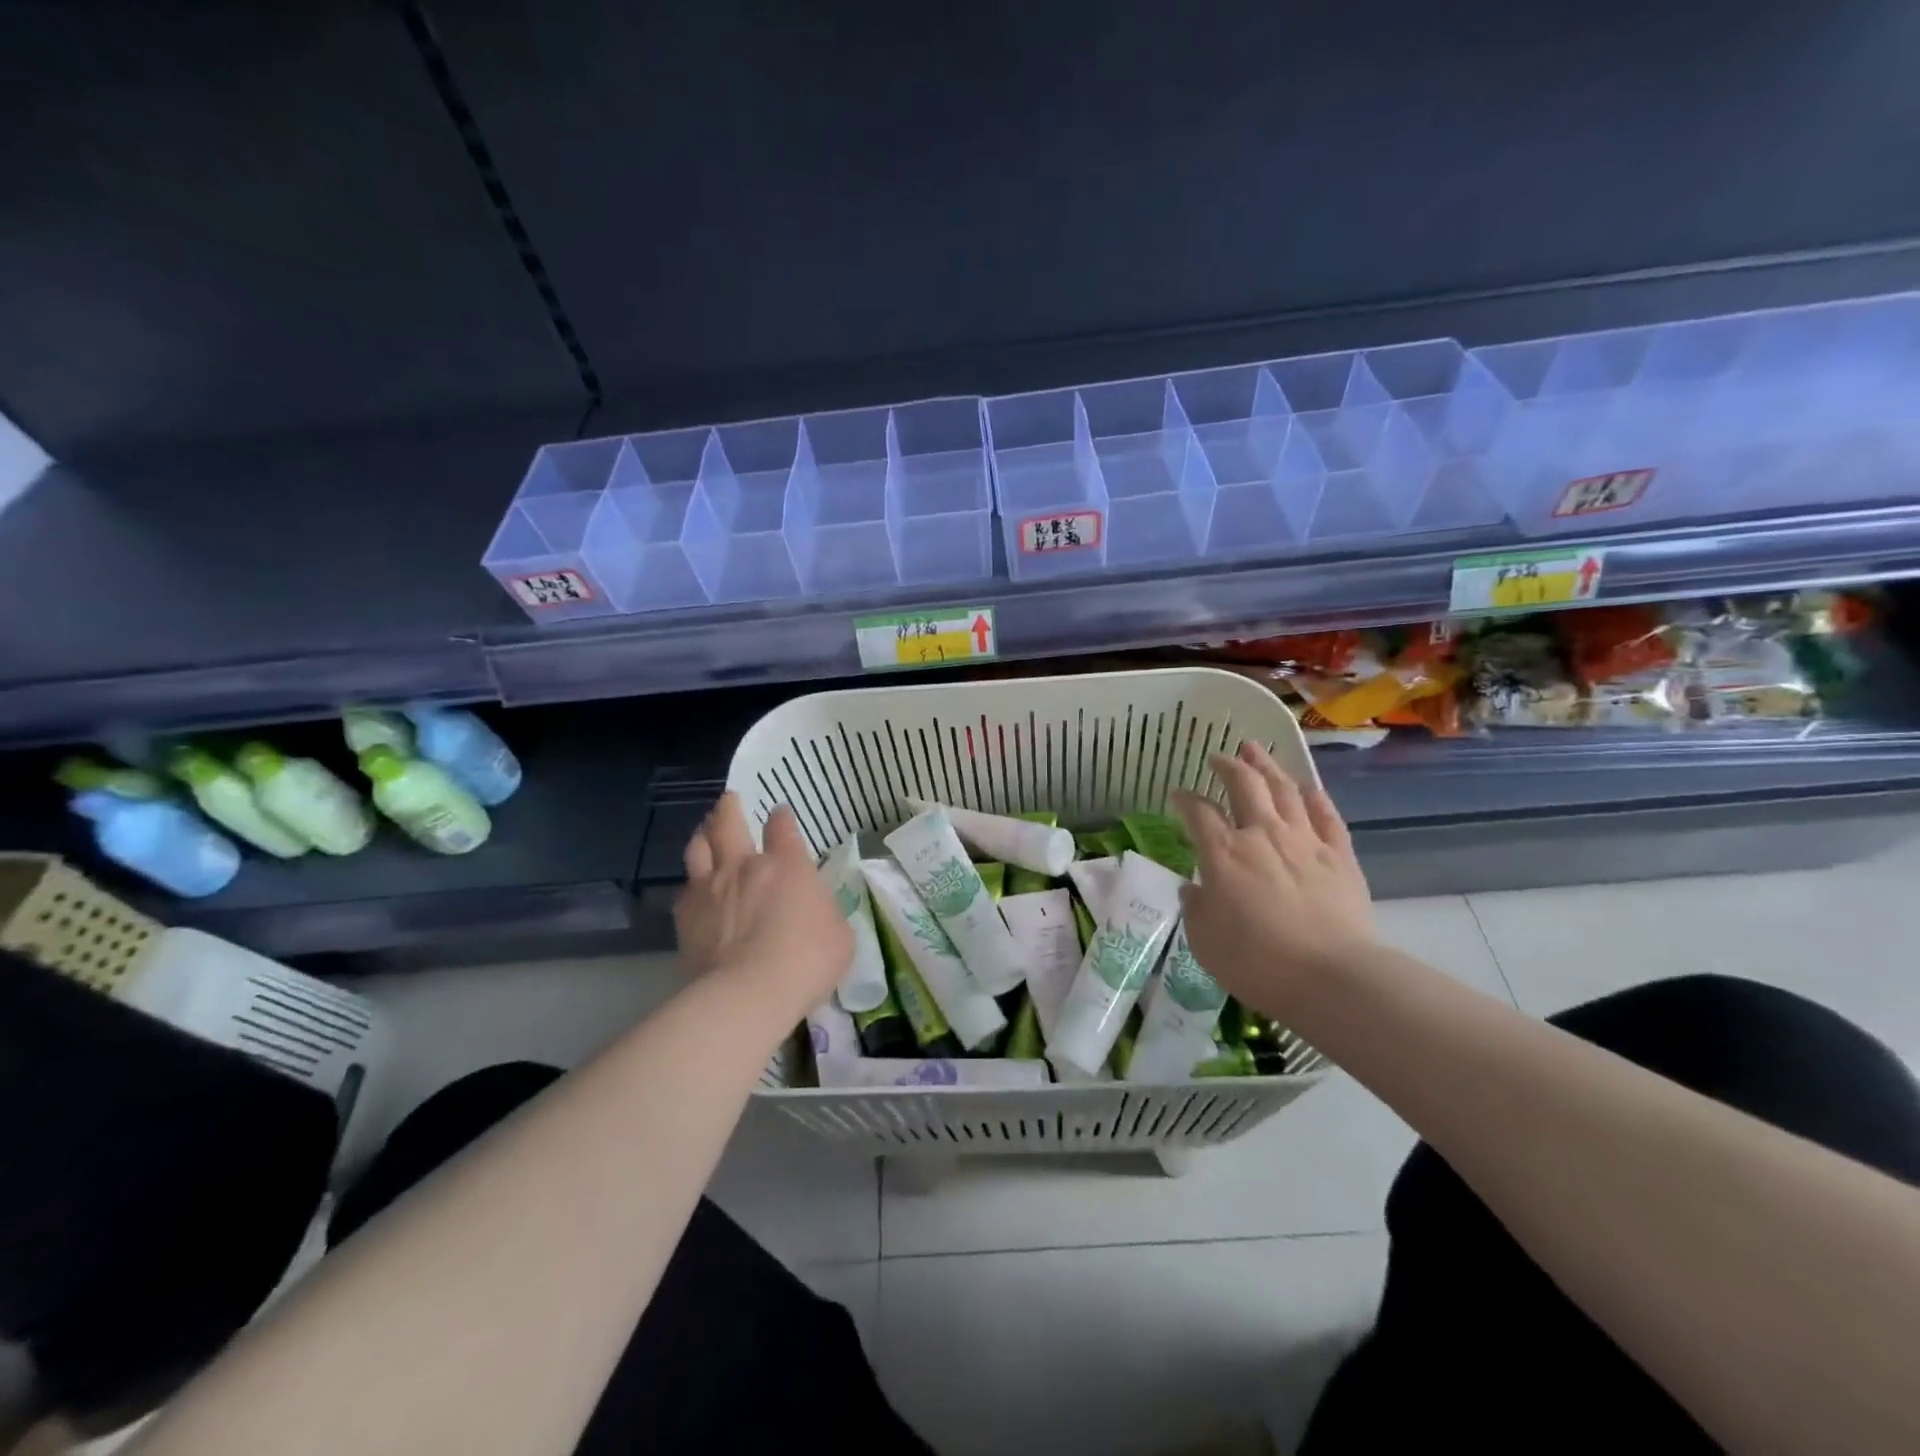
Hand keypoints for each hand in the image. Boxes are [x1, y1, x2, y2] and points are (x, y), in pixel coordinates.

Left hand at [675, 795, 851, 1025]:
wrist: (749, 993)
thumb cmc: (807, 960)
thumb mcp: (839, 934)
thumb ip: (824, 912)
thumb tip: (815, 909)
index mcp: (787, 865)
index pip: (783, 827)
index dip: (782, 817)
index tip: (780, 814)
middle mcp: (745, 866)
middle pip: (729, 823)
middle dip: (729, 808)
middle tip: (729, 800)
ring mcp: (711, 888)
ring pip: (698, 847)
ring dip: (703, 836)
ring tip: (705, 833)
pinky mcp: (686, 916)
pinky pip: (685, 890)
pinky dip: (691, 885)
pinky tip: (694, 890)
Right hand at [1172, 743, 1375, 1016]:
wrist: (1331, 978)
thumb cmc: (1256, 963)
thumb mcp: (1205, 942)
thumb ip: (1196, 909)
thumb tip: (1194, 889)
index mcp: (1223, 853)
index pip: (1198, 812)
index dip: (1185, 799)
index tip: (1177, 794)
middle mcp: (1262, 835)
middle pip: (1244, 785)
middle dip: (1229, 766)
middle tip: (1219, 757)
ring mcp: (1305, 841)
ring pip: (1285, 790)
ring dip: (1268, 767)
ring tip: (1256, 751)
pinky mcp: (1340, 856)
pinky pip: (1327, 816)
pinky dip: (1314, 798)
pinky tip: (1308, 788)